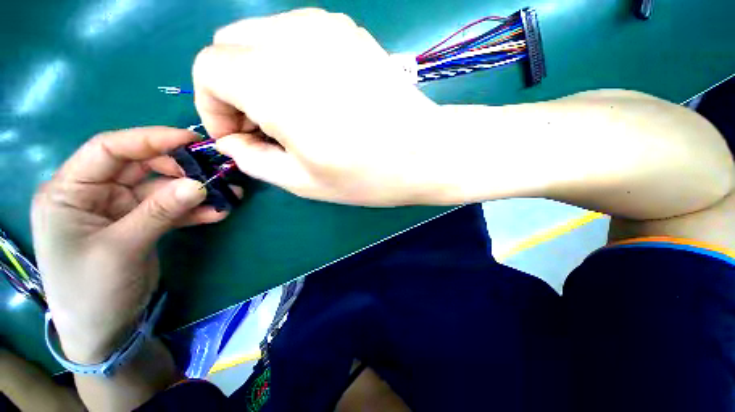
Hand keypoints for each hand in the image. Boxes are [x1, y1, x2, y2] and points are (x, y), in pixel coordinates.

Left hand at [31, 127, 231, 363]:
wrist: (103, 332)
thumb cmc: (92, 291)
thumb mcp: (122, 248)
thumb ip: (160, 212)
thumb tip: (199, 185)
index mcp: (70, 191)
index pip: (108, 149)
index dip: (150, 140)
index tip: (190, 140)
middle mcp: (93, 193)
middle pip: (140, 166)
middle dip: (179, 168)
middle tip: (215, 171)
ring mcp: (119, 209)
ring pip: (161, 189)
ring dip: (194, 192)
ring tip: (228, 193)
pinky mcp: (140, 224)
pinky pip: (170, 209)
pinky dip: (193, 210)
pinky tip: (218, 212)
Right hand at [193, 8, 449, 205]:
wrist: (424, 152)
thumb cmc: (368, 175)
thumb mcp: (304, 182)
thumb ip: (256, 160)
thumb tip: (235, 142)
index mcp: (273, 83)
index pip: (208, 69)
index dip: (212, 106)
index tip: (238, 136)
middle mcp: (292, 40)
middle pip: (229, 46)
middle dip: (233, 88)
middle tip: (264, 127)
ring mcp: (324, 27)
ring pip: (261, 36)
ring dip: (259, 72)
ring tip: (292, 113)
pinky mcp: (348, 31)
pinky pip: (295, 35)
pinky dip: (288, 61)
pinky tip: (317, 94)